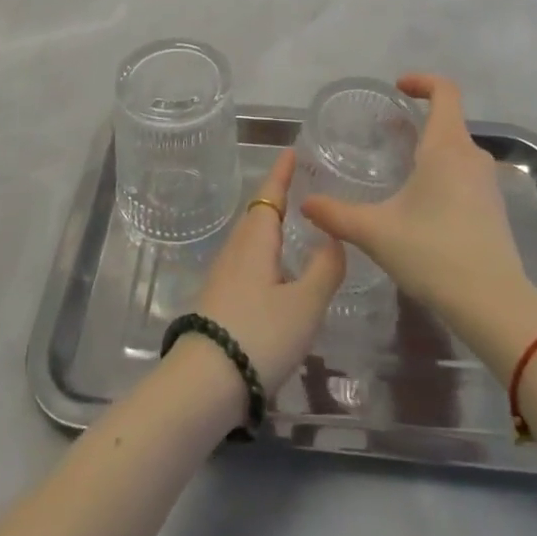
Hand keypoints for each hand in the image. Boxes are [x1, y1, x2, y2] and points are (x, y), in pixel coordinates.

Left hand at [190, 149, 344, 396]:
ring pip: (250, 239)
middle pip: (257, 214)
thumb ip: (324, 269)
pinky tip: (274, 272)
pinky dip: (263, 252)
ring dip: (268, 226)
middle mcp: (236, 250)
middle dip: (275, 197)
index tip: (291, 151)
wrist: (203, 384)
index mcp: (256, 240)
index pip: (270, 194)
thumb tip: (333, 237)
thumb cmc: (259, 334)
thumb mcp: (304, 304)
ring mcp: (223, 276)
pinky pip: (246, 261)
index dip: (282, 173)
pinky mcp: (218, 301)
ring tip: (290, 224)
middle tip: (297, 185)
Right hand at [301, 75, 530, 326]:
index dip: (422, 81)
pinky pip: (466, 175)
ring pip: (457, 150)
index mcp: (446, 147)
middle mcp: (471, 157)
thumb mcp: (376, 232)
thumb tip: (306, 204)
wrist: (494, 305)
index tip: (398, 88)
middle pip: (449, 121)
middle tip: (388, 133)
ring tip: (401, 169)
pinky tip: (423, 205)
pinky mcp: (494, 210)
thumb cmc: (434, 253)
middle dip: (419, 120)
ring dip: (431, 149)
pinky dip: (444, 174)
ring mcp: (488, 184)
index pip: (445, 91)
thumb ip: (337, 215)